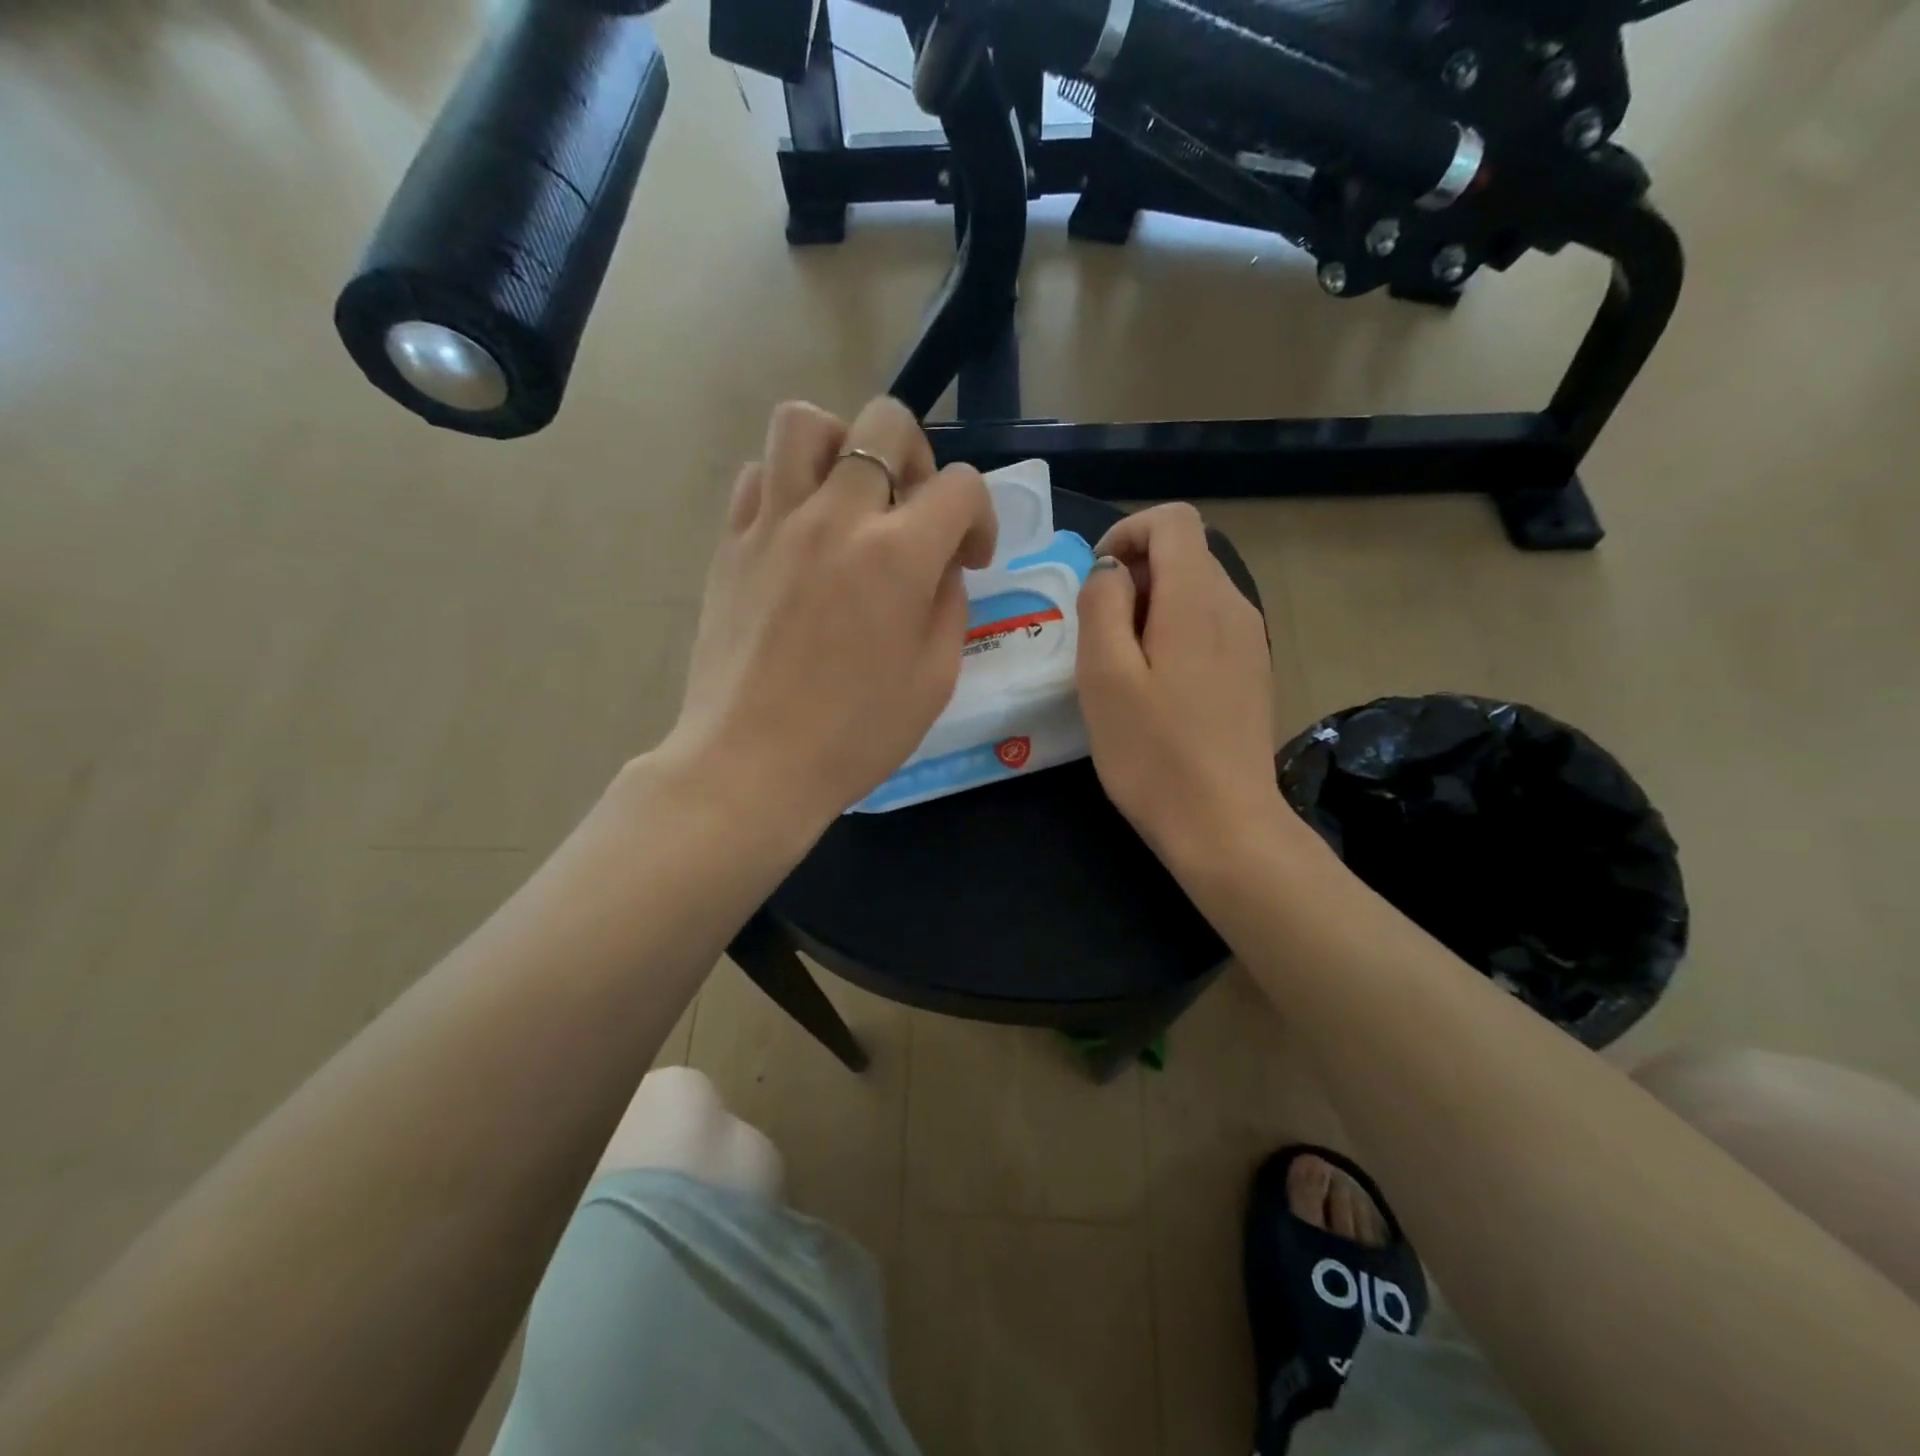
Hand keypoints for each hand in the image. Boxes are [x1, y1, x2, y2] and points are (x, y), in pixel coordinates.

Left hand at [657, 397, 995, 836]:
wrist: (752, 763)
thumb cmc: (855, 735)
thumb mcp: (935, 678)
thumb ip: (947, 602)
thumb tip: (937, 565)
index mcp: (898, 555)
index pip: (962, 485)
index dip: (980, 516)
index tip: (969, 559)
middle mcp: (836, 517)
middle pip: (885, 422)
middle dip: (919, 458)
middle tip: (912, 514)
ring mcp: (774, 522)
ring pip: (806, 422)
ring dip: (842, 446)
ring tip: (850, 499)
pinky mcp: (731, 542)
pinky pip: (757, 475)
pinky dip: (787, 485)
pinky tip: (800, 533)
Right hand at [1075, 503, 1287, 870]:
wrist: (1224, 826)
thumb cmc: (1153, 754)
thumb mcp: (1104, 676)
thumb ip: (1102, 604)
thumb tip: (1111, 571)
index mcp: (1197, 599)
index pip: (1173, 520)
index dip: (1127, 533)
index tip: (1096, 582)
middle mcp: (1234, 606)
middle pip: (1184, 554)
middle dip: (1134, 578)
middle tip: (1099, 638)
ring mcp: (1250, 640)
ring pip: (1195, 592)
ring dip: (1151, 610)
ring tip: (1122, 669)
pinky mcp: (1252, 671)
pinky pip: (1208, 627)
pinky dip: (1174, 635)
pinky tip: (1156, 690)